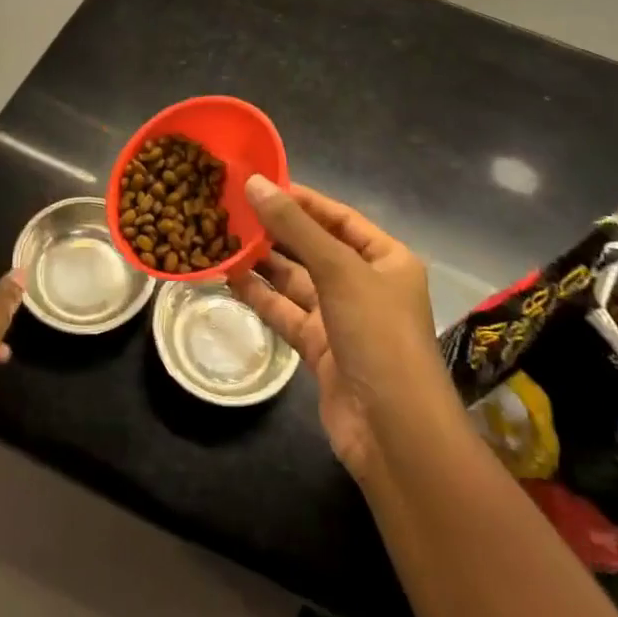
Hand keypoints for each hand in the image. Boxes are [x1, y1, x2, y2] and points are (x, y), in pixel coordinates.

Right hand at [230, 179, 443, 479]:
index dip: (301, 200)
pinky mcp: (320, 349)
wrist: (394, 432)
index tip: (258, 183)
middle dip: (276, 231)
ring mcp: (342, 318)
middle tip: (232, 209)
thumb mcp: (339, 271)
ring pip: (296, 281)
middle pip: (315, 247)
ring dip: (264, 263)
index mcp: (386, 258)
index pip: (338, 217)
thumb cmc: (378, 336)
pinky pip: (286, 313)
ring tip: (223, 237)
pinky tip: (231, 278)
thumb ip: (295, 227)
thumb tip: (254, 183)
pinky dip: (261, 297)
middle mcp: (365, 284)